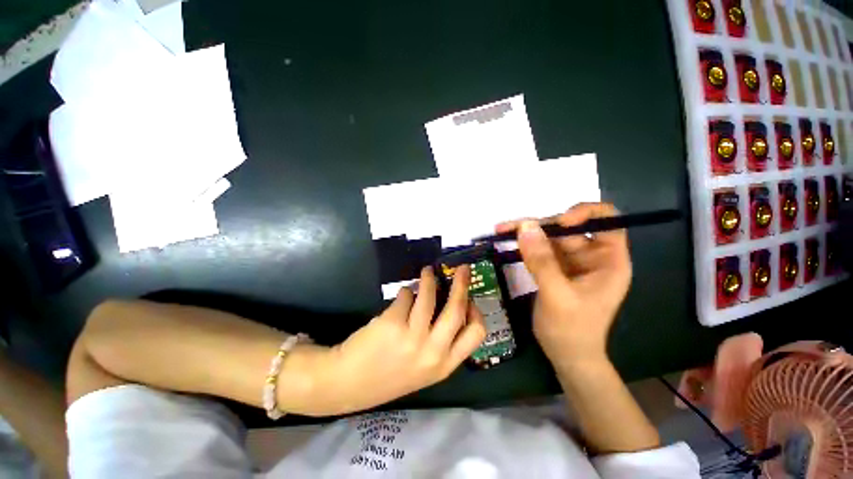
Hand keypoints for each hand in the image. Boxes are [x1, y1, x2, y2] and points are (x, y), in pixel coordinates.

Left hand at [321, 266, 485, 413]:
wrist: (349, 384)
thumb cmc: (390, 375)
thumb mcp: (425, 368)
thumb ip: (441, 343)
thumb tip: (450, 304)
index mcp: (444, 365)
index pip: (476, 334)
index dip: (476, 312)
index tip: (469, 300)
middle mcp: (433, 352)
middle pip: (457, 309)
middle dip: (462, 284)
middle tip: (462, 268)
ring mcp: (412, 337)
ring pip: (429, 295)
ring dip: (429, 278)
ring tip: (427, 271)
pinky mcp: (393, 323)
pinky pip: (406, 295)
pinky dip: (406, 291)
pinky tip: (402, 296)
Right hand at [496, 203, 631, 368]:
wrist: (566, 355)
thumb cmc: (572, 330)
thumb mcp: (557, 295)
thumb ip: (542, 261)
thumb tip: (525, 226)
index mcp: (608, 260)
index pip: (607, 221)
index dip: (585, 213)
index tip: (560, 222)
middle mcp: (591, 256)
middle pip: (568, 227)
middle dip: (541, 225)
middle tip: (511, 227)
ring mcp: (571, 261)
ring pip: (549, 236)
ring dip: (526, 232)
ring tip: (502, 230)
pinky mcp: (554, 267)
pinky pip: (539, 248)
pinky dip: (523, 244)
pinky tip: (507, 239)